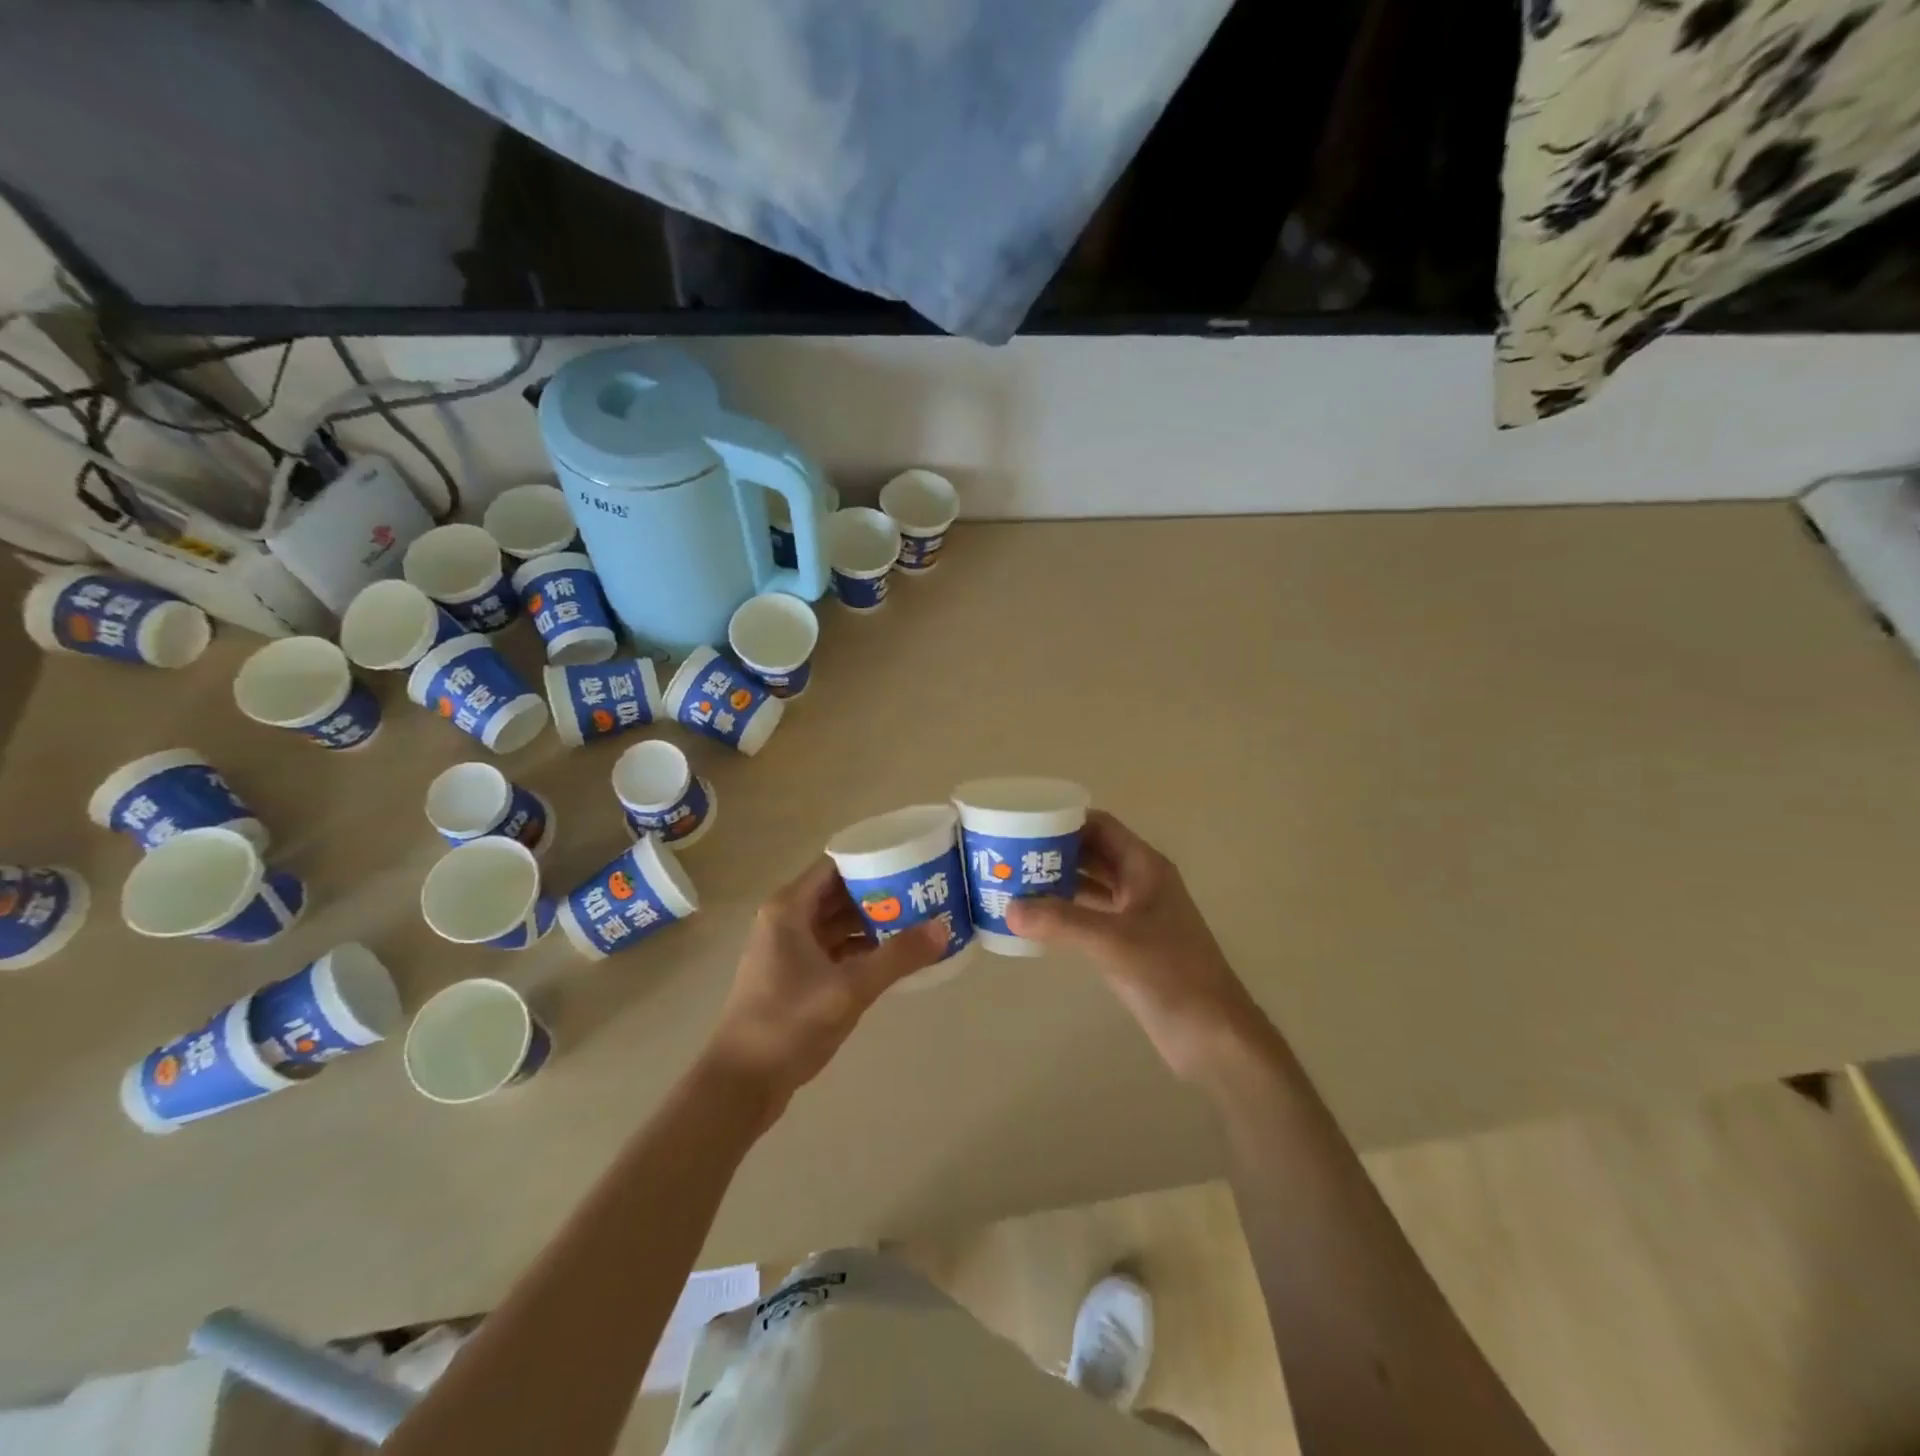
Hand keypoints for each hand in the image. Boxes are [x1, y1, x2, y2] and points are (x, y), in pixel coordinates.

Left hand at [704, 858, 946, 1111]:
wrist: (741, 1084)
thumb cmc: (789, 1024)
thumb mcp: (849, 988)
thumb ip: (897, 956)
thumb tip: (943, 927)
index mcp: (790, 907)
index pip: (837, 863)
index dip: (873, 858)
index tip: (911, 858)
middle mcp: (787, 918)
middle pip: (839, 891)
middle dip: (880, 890)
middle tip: (924, 889)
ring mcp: (788, 948)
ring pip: (837, 921)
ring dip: (873, 920)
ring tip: (918, 918)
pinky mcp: (794, 975)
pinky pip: (834, 947)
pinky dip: (861, 947)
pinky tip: (894, 955)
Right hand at [1006, 810, 1260, 1080]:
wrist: (1212, 1035)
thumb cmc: (1171, 974)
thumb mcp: (1112, 942)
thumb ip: (1061, 922)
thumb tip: (1009, 908)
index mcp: (1145, 868)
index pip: (1100, 826)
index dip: (1065, 820)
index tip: (1024, 823)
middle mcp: (1140, 884)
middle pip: (1092, 853)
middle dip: (1054, 852)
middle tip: (1010, 855)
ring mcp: (1136, 915)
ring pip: (1090, 886)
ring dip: (1057, 883)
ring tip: (1014, 883)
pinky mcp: (1130, 945)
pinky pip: (1090, 916)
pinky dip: (1065, 914)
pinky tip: (1036, 921)